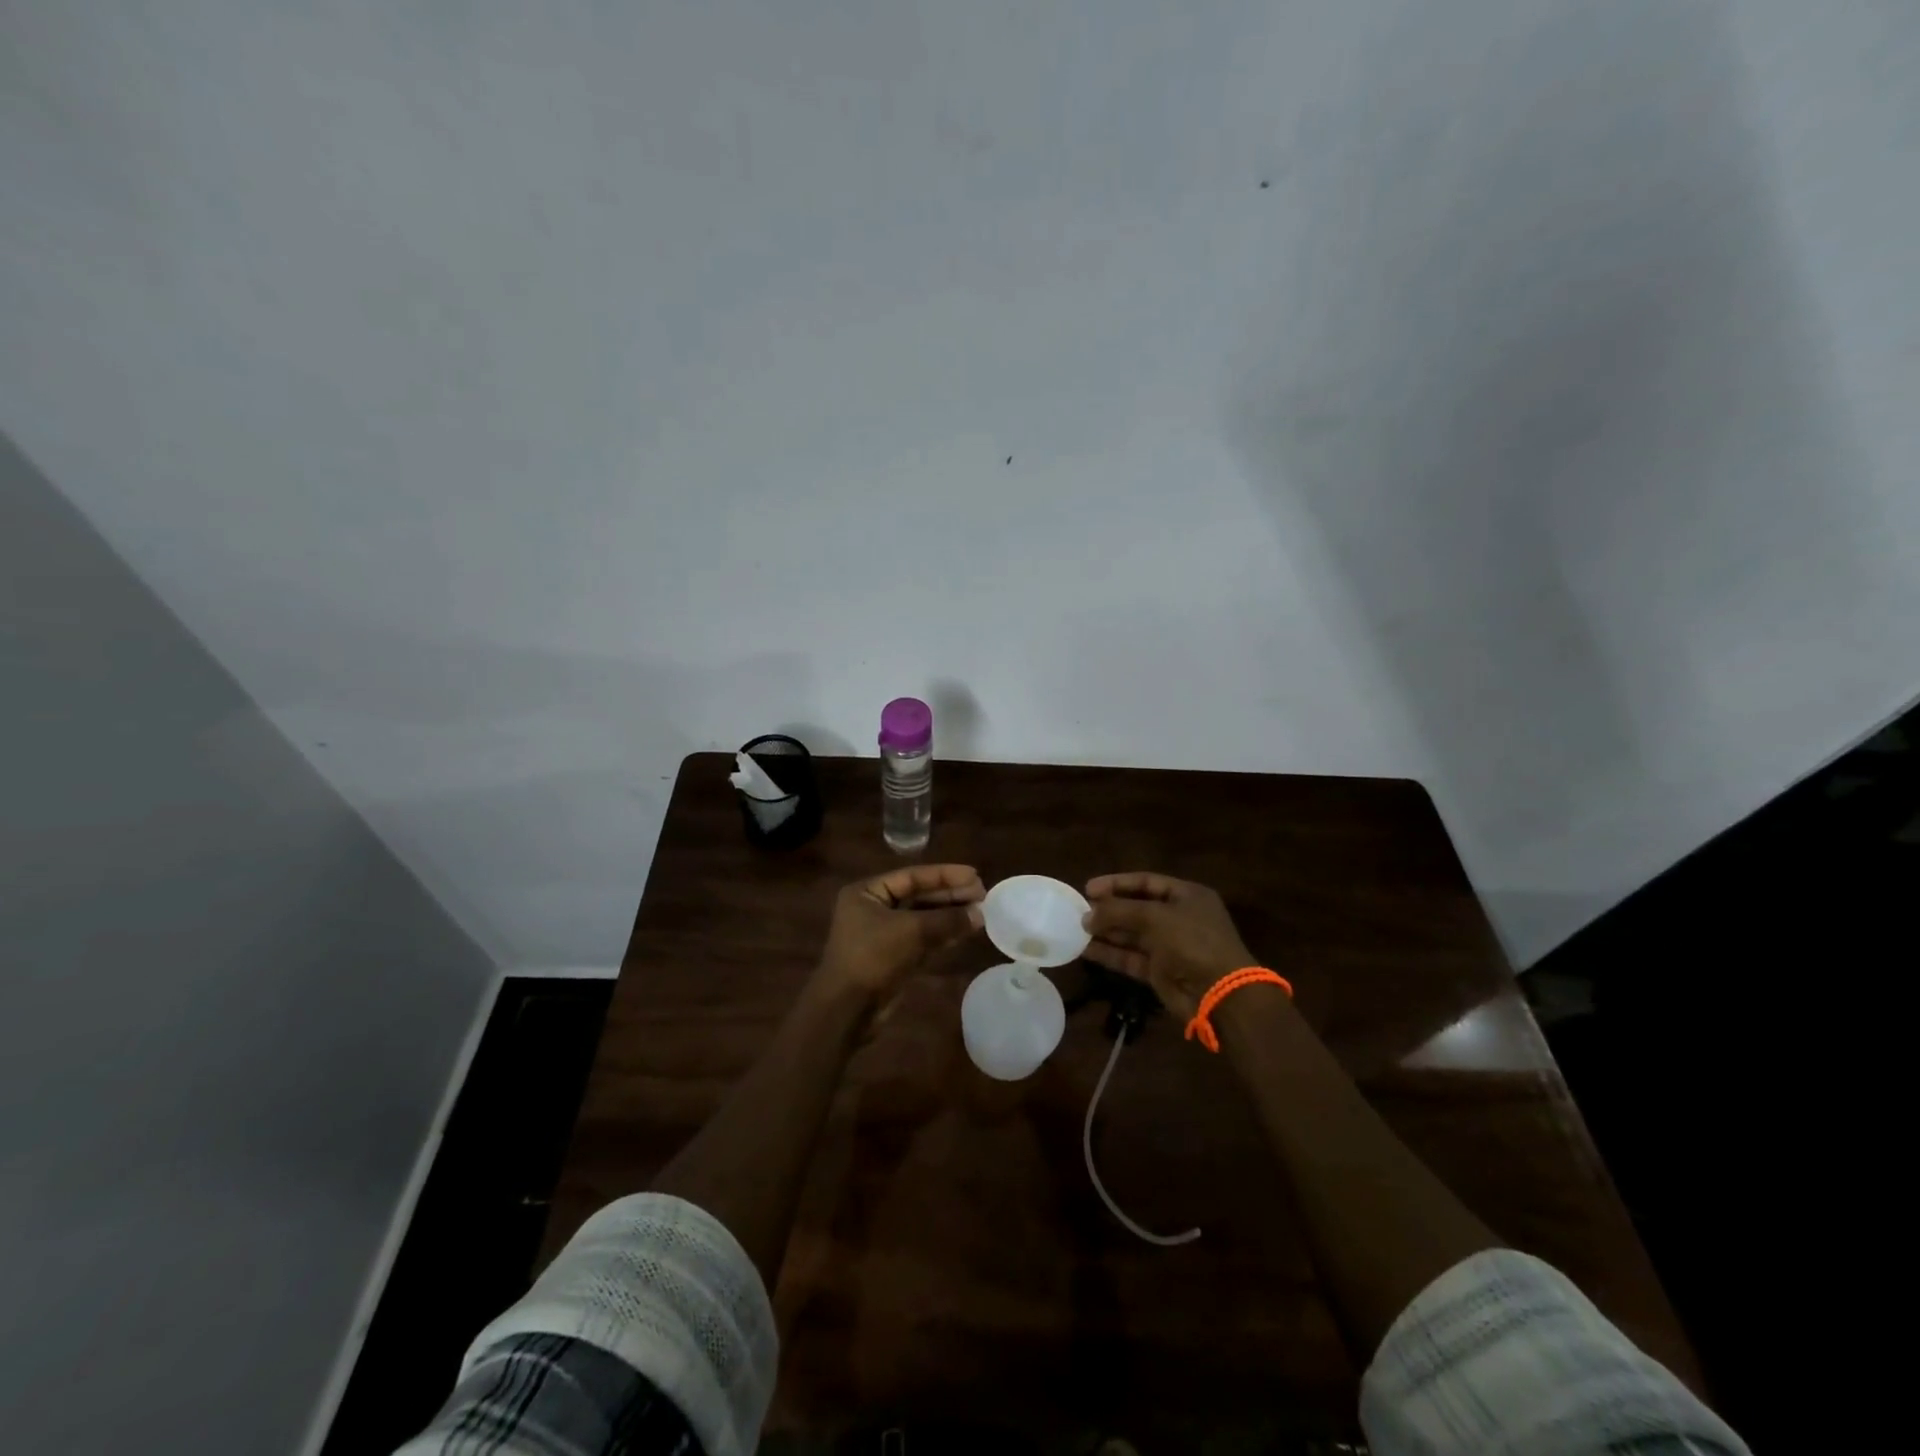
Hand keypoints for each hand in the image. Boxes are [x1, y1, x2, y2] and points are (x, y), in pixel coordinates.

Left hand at [814, 864, 985, 1001]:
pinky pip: (922, 938)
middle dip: (950, 895)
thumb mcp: (912, 931)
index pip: (912, 876)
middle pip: (918, 896)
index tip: (974, 875)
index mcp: (868, 892)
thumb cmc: (873, 957)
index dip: (945, 875)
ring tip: (981, 912)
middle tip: (982, 895)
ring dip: (950, 915)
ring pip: (922, 918)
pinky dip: (943, 934)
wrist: (847, 1010)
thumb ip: (947, 920)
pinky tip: (966, 931)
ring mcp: (883, 934)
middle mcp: (873, 908)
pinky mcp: (893, 956)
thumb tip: (980, 913)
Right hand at [1082, 872, 1258, 1020]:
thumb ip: (1118, 911)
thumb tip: (1087, 915)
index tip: (1088, 888)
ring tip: (1077, 928)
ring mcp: (1170, 946)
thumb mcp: (1154, 917)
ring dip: (1106, 931)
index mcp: (1187, 896)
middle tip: (1080, 909)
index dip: (1117, 883)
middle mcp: (1178, 918)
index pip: (1146, 882)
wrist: (1219, 994)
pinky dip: (1110, 953)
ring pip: (1131, 934)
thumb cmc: (1192, 941)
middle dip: (1109, 909)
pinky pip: (1131, 957)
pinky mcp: (1160, 972)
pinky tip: (1086, 949)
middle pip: (1137, 908)